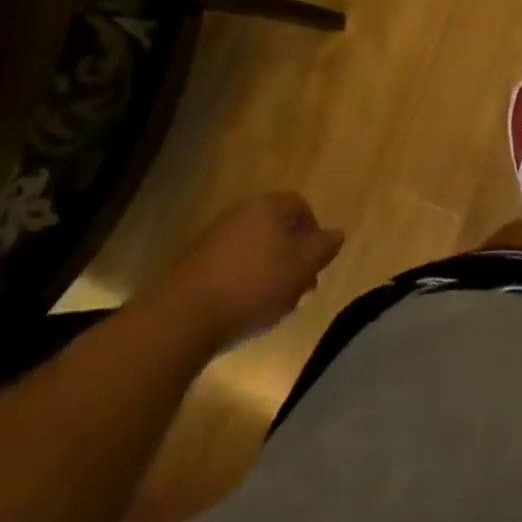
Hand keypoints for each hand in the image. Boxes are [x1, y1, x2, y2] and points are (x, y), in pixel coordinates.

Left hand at [161, 191, 343, 341]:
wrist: (184, 316)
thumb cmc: (253, 285)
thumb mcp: (301, 268)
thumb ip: (323, 248)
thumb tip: (338, 233)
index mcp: (268, 206)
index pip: (299, 205)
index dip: (314, 231)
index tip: (317, 262)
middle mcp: (240, 212)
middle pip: (275, 226)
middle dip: (291, 254)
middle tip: (299, 287)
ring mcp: (214, 236)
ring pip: (253, 247)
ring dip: (268, 269)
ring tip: (273, 303)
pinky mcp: (194, 263)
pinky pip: (230, 264)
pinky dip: (243, 279)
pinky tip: (244, 307)